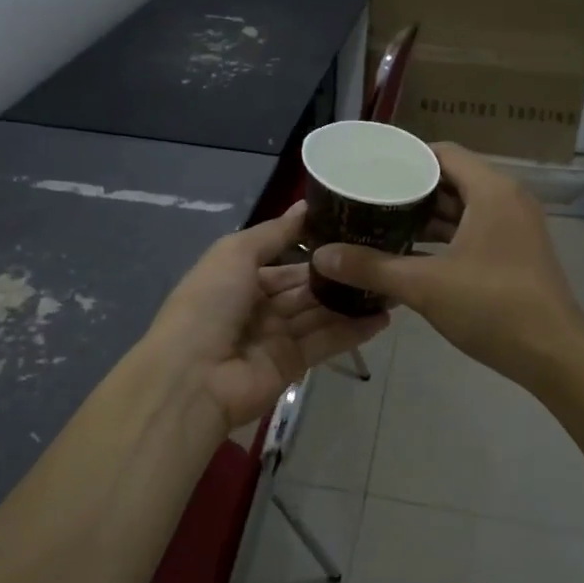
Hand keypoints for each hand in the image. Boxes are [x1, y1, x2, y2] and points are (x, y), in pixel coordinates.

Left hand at [146, 201, 389, 430]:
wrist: (193, 376)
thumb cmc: (209, 304)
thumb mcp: (235, 254)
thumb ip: (274, 233)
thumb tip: (305, 206)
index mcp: (239, 279)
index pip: (283, 261)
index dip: (314, 249)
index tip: (352, 232)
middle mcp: (258, 307)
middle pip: (305, 288)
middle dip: (337, 275)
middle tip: (381, 256)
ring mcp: (276, 338)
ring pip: (319, 314)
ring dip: (351, 301)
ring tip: (390, 284)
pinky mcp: (293, 365)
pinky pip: (326, 342)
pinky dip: (353, 331)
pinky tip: (384, 316)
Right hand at [310, 143, 583, 384]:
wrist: (553, 354)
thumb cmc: (492, 307)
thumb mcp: (425, 285)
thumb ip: (371, 267)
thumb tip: (322, 256)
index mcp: (492, 191)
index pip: (443, 153)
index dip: (405, 158)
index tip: (369, 170)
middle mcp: (507, 200)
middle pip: (451, 180)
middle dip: (409, 190)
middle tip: (367, 198)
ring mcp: (515, 228)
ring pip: (462, 209)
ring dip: (425, 217)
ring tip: (380, 224)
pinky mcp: (515, 254)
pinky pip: (473, 232)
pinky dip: (444, 239)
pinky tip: (410, 255)